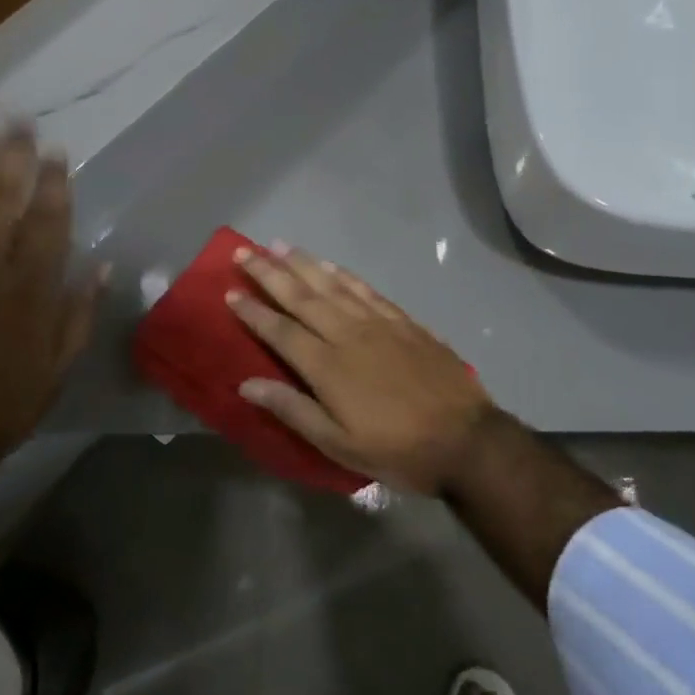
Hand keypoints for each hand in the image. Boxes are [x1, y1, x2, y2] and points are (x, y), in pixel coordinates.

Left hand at [0, 128, 103, 483]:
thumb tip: (103, 266)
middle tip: (15, 119)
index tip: (56, 151)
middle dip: (10, 155)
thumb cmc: (2, 405)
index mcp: (31, 290)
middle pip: (0, 198)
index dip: (53, 182)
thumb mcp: (58, 368)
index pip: (47, 221)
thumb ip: (80, 313)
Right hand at [227, 245, 495, 494]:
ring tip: (280, 245)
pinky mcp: (405, 322)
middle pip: (302, 296)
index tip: (229, 290)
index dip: (253, 311)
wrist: (465, 439)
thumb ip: (293, 410)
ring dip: (304, 264)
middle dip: (270, 273)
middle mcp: (348, 334)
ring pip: (333, 285)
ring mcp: (379, 324)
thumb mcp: (338, 444)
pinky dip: (345, 275)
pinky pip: (367, 290)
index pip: (280, 330)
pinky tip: (332, 266)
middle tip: (245, 251)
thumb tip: (247, 383)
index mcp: (328, 367)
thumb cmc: (397, 449)